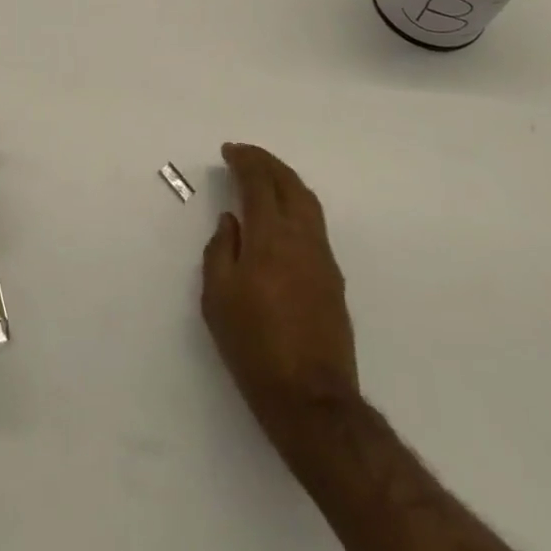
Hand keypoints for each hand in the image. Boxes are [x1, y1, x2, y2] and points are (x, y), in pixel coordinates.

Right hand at [203, 143, 359, 442]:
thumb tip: (231, 222)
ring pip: (307, 201)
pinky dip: (296, 203)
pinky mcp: (333, 278)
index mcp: (270, 236)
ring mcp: (322, 257)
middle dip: (267, 163)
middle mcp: (302, 237)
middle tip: (245, 154)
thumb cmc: (254, 346)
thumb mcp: (217, 298)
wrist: (310, 399)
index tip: (229, 151)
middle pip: (289, 183)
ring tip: (265, 176)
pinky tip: (283, 215)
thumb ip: (220, 250)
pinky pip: (314, 223)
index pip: (259, 182)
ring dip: (285, 180)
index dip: (245, 161)